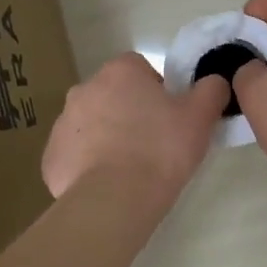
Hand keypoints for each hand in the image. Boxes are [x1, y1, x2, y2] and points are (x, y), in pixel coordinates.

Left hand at [42, 53, 228, 199]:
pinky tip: (107, 185)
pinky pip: (74, 156)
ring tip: (129, 169)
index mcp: (119, 72)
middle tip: (152, 144)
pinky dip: (88, 166)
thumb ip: (211, 90)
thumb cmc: (161, 150)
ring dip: (107, 139)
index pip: (139, 69)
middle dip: (129, 113)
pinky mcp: (51, 158)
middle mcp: (84, 89)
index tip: (169, 118)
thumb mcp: (200, 117)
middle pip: (112, 96)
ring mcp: (62, 124)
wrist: (115, 198)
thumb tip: (214, 81)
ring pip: (90, 126)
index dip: (157, 91)